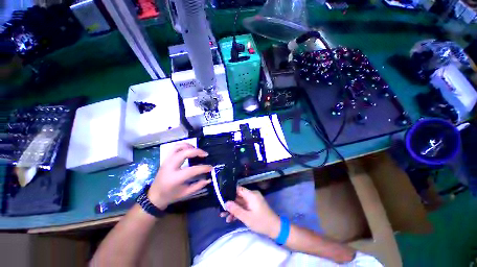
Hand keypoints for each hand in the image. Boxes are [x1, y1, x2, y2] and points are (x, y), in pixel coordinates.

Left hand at [148, 143, 211, 209]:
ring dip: (190, 146)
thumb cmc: (171, 195)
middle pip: (185, 153)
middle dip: (197, 151)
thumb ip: (198, 185)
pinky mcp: (166, 159)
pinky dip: (184, 146)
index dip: (204, 168)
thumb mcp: (186, 193)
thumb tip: (209, 179)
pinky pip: (175, 148)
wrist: (154, 196)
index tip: (211, 168)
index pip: (192, 170)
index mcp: (175, 178)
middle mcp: (170, 167)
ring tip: (197, 151)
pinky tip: (190, 149)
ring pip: (178, 147)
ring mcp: (167, 161)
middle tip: (205, 154)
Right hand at [224, 186, 280, 238]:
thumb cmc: (261, 221)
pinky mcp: (253, 206)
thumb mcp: (246, 217)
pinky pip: (244, 206)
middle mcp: (251, 195)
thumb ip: (235, 209)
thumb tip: (226, 203)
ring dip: (233, 209)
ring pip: (240, 203)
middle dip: (230, 204)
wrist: (274, 228)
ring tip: (224, 217)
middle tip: (221, 210)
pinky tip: (231, 219)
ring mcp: (252, 201)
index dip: (230, 192)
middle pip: (238, 197)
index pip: (238, 189)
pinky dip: (238, 212)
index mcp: (251, 195)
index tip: (222, 197)